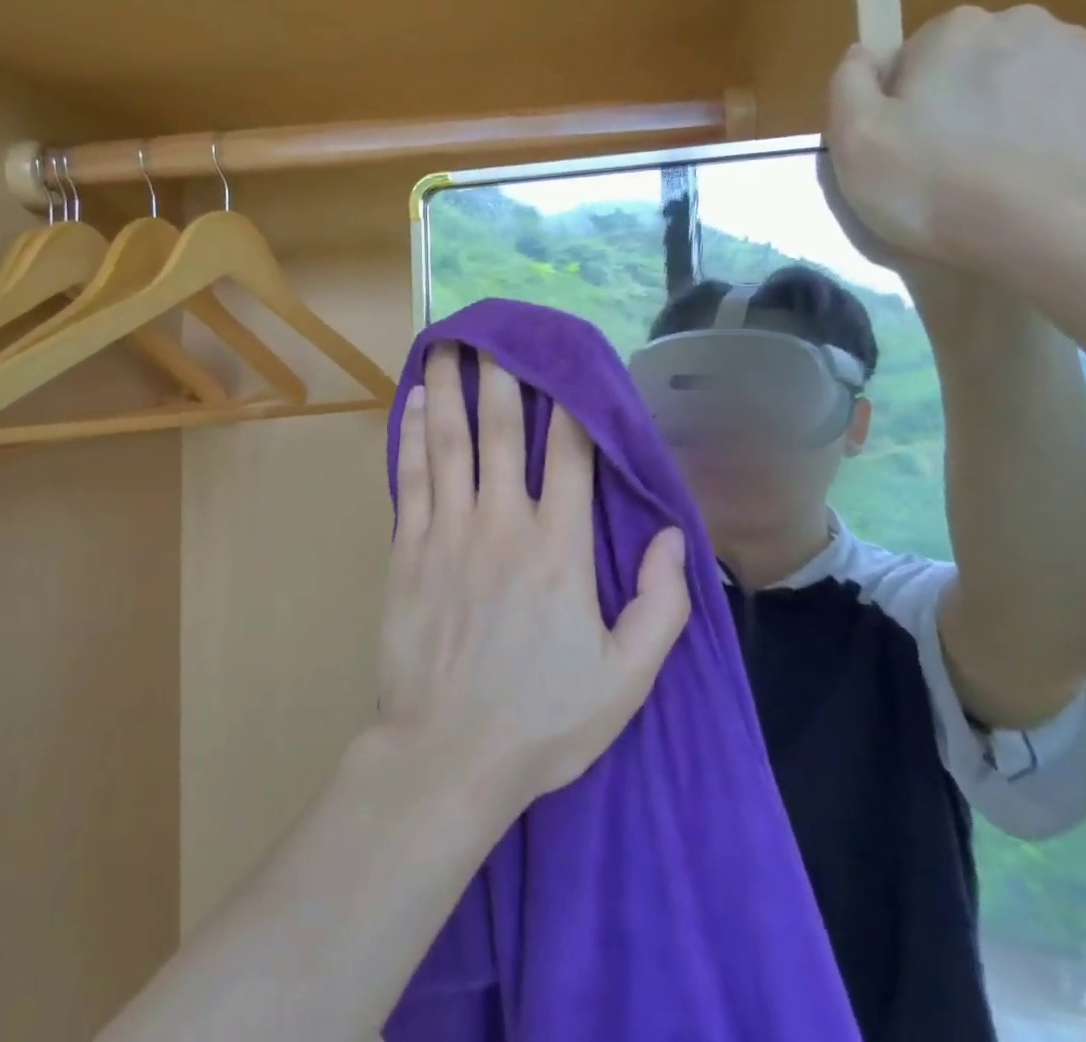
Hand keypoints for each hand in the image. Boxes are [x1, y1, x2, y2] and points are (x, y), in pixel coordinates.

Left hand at [374, 345, 689, 811]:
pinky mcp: (408, 550)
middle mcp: (503, 524)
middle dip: (500, 374)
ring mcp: (449, 532)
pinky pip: (411, 477)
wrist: (448, 755)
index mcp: (560, 549)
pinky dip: (410, 435)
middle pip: (502, 430)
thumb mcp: (627, 678)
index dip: (570, 403)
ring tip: (444, 344)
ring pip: (448, 441)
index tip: (566, 362)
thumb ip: (661, 604)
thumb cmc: (543, 719)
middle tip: (493, 329)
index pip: (570, 455)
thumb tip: (677, 536)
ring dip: (447, 388)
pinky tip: (410, 403)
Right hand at [824, 5, 1085, 272]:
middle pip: (978, 60)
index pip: (915, 56)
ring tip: (1008, 171)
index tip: (907, 146)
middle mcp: (1025, 21)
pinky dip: (1070, 122)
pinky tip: (1054, 165)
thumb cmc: (933, 187)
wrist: (1050, 233)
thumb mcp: (854, 142)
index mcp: (954, 30)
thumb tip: (863, 52)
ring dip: (1017, 109)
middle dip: (965, 98)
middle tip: (954, 162)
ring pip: (1034, 75)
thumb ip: (849, 84)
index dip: (905, 102)